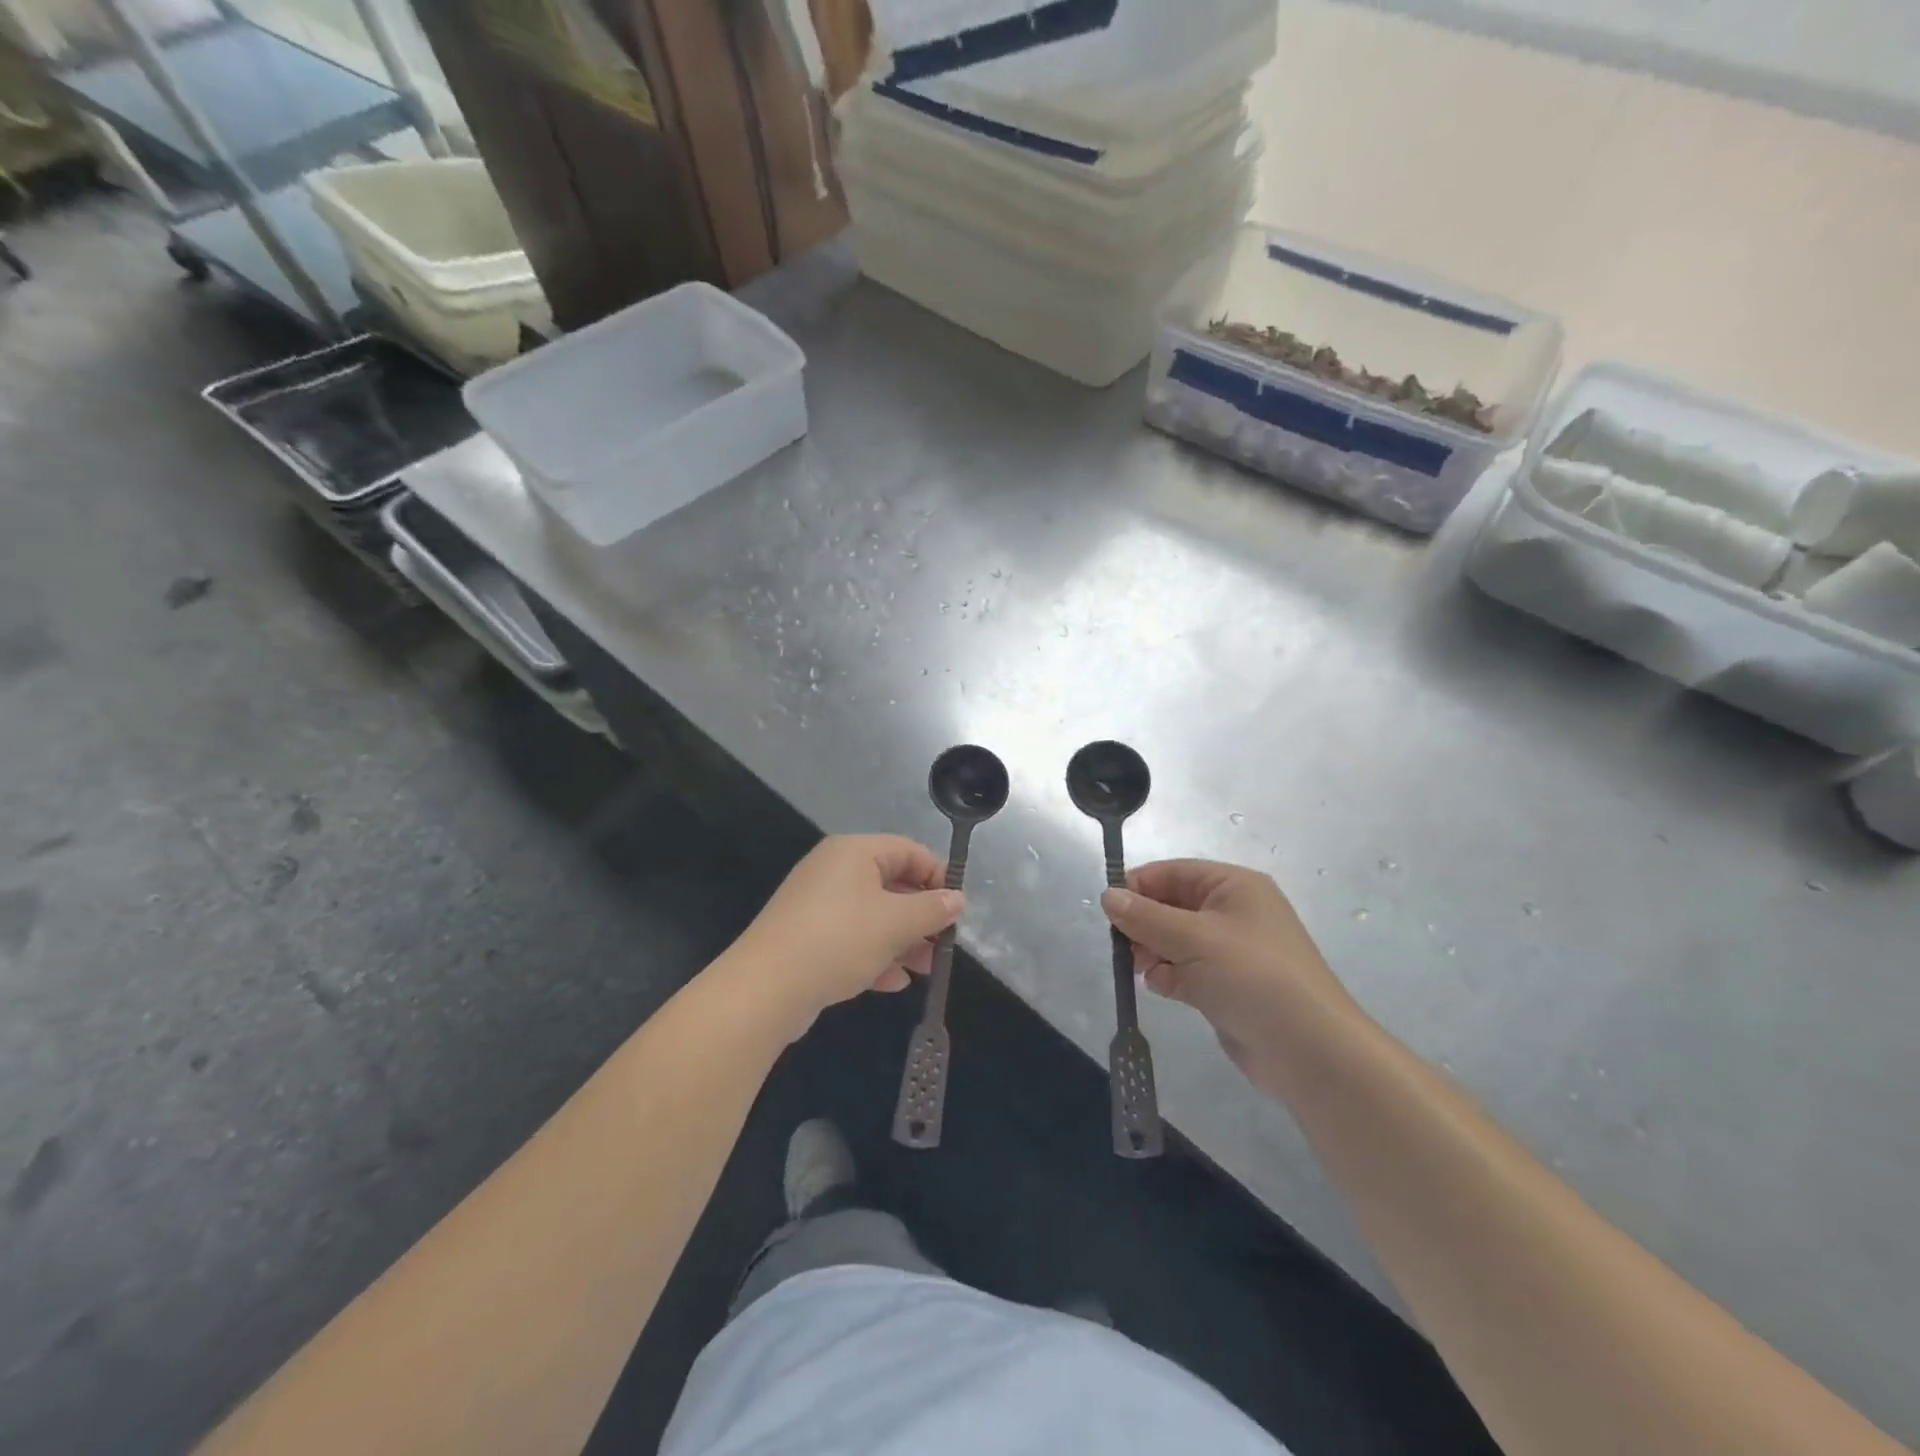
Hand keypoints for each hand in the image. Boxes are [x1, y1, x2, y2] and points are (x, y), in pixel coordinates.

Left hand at [727, 835, 962, 1035]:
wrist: (765, 988)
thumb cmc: (839, 940)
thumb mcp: (896, 923)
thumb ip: (932, 909)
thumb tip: (957, 899)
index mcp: (854, 851)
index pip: (908, 850)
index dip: (938, 876)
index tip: (958, 908)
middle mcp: (834, 870)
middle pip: (891, 884)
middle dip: (921, 916)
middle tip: (943, 944)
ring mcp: (817, 905)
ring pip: (872, 916)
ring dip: (902, 941)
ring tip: (924, 970)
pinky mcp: (806, 937)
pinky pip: (850, 939)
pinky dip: (874, 955)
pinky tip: (892, 983)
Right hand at [1102, 860, 1356, 1090]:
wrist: (1309, 1050)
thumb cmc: (1252, 976)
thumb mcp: (1194, 938)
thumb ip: (1145, 917)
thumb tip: (1107, 896)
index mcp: (1233, 886)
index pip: (1173, 872)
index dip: (1139, 886)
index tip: (1110, 911)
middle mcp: (1233, 912)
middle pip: (1171, 906)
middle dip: (1144, 924)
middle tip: (1125, 947)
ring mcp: (1230, 951)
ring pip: (1174, 940)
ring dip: (1154, 952)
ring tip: (1145, 970)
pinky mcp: (1226, 986)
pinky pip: (1185, 970)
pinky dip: (1169, 976)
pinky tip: (1165, 989)